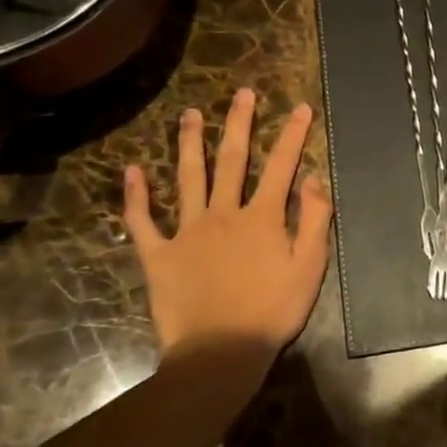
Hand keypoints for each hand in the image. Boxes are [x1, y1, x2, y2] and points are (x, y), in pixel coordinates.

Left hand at [123, 88, 332, 362]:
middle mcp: (224, 213)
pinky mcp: (159, 254)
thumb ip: (315, 220)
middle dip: (239, 123)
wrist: (221, 352)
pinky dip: (135, 197)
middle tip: (242, 93)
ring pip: (187, 178)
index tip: (301, 107)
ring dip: (190, 144)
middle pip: (232, 160)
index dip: (293, 135)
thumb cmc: (272, 311)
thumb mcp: (310, 267)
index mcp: (262, 217)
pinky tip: (132, 171)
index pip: (281, 166)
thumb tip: (314, 178)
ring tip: (189, 114)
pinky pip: (143, 221)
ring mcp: (187, 231)